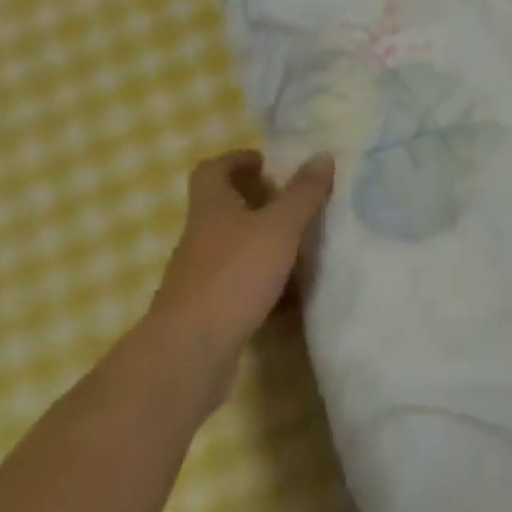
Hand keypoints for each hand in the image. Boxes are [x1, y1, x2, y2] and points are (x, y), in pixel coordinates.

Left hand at [147, 150, 334, 371]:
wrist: (188, 356)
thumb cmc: (234, 275)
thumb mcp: (279, 227)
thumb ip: (303, 193)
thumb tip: (322, 155)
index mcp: (211, 208)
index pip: (213, 170)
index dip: (237, 160)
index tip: (266, 163)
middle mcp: (200, 238)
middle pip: (225, 209)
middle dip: (259, 203)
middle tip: (294, 204)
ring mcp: (199, 278)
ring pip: (234, 250)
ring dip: (263, 245)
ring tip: (300, 248)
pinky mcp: (206, 314)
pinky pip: (238, 287)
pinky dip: (262, 286)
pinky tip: (290, 297)